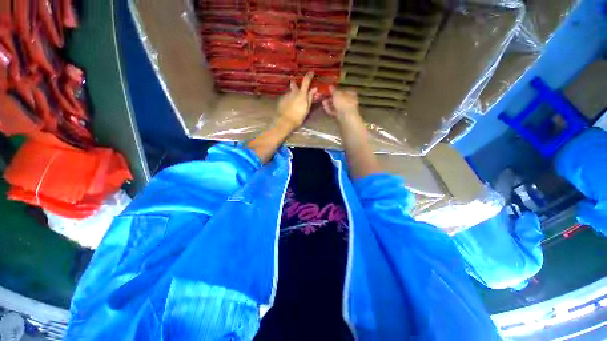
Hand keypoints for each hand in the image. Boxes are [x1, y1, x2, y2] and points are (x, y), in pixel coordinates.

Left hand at [277, 72, 317, 129]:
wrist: (285, 121)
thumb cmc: (298, 117)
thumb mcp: (307, 108)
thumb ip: (310, 97)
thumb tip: (315, 88)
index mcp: (301, 94)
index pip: (306, 81)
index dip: (309, 75)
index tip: (312, 72)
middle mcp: (293, 92)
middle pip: (294, 84)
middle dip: (296, 85)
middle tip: (298, 89)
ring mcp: (286, 95)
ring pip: (290, 92)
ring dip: (292, 94)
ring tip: (293, 103)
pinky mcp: (281, 100)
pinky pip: (286, 97)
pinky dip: (288, 99)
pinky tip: (288, 106)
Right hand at [322, 86, 359, 119]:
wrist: (346, 118)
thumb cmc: (343, 103)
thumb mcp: (337, 94)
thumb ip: (333, 90)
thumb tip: (330, 86)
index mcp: (351, 94)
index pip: (343, 90)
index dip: (336, 90)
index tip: (329, 90)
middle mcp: (349, 101)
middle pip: (339, 99)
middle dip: (331, 98)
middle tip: (324, 97)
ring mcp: (345, 110)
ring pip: (336, 105)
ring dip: (329, 103)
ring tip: (323, 101)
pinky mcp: (341, 116)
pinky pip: (335, 111)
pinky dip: (330, 109)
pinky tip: (324, 107)